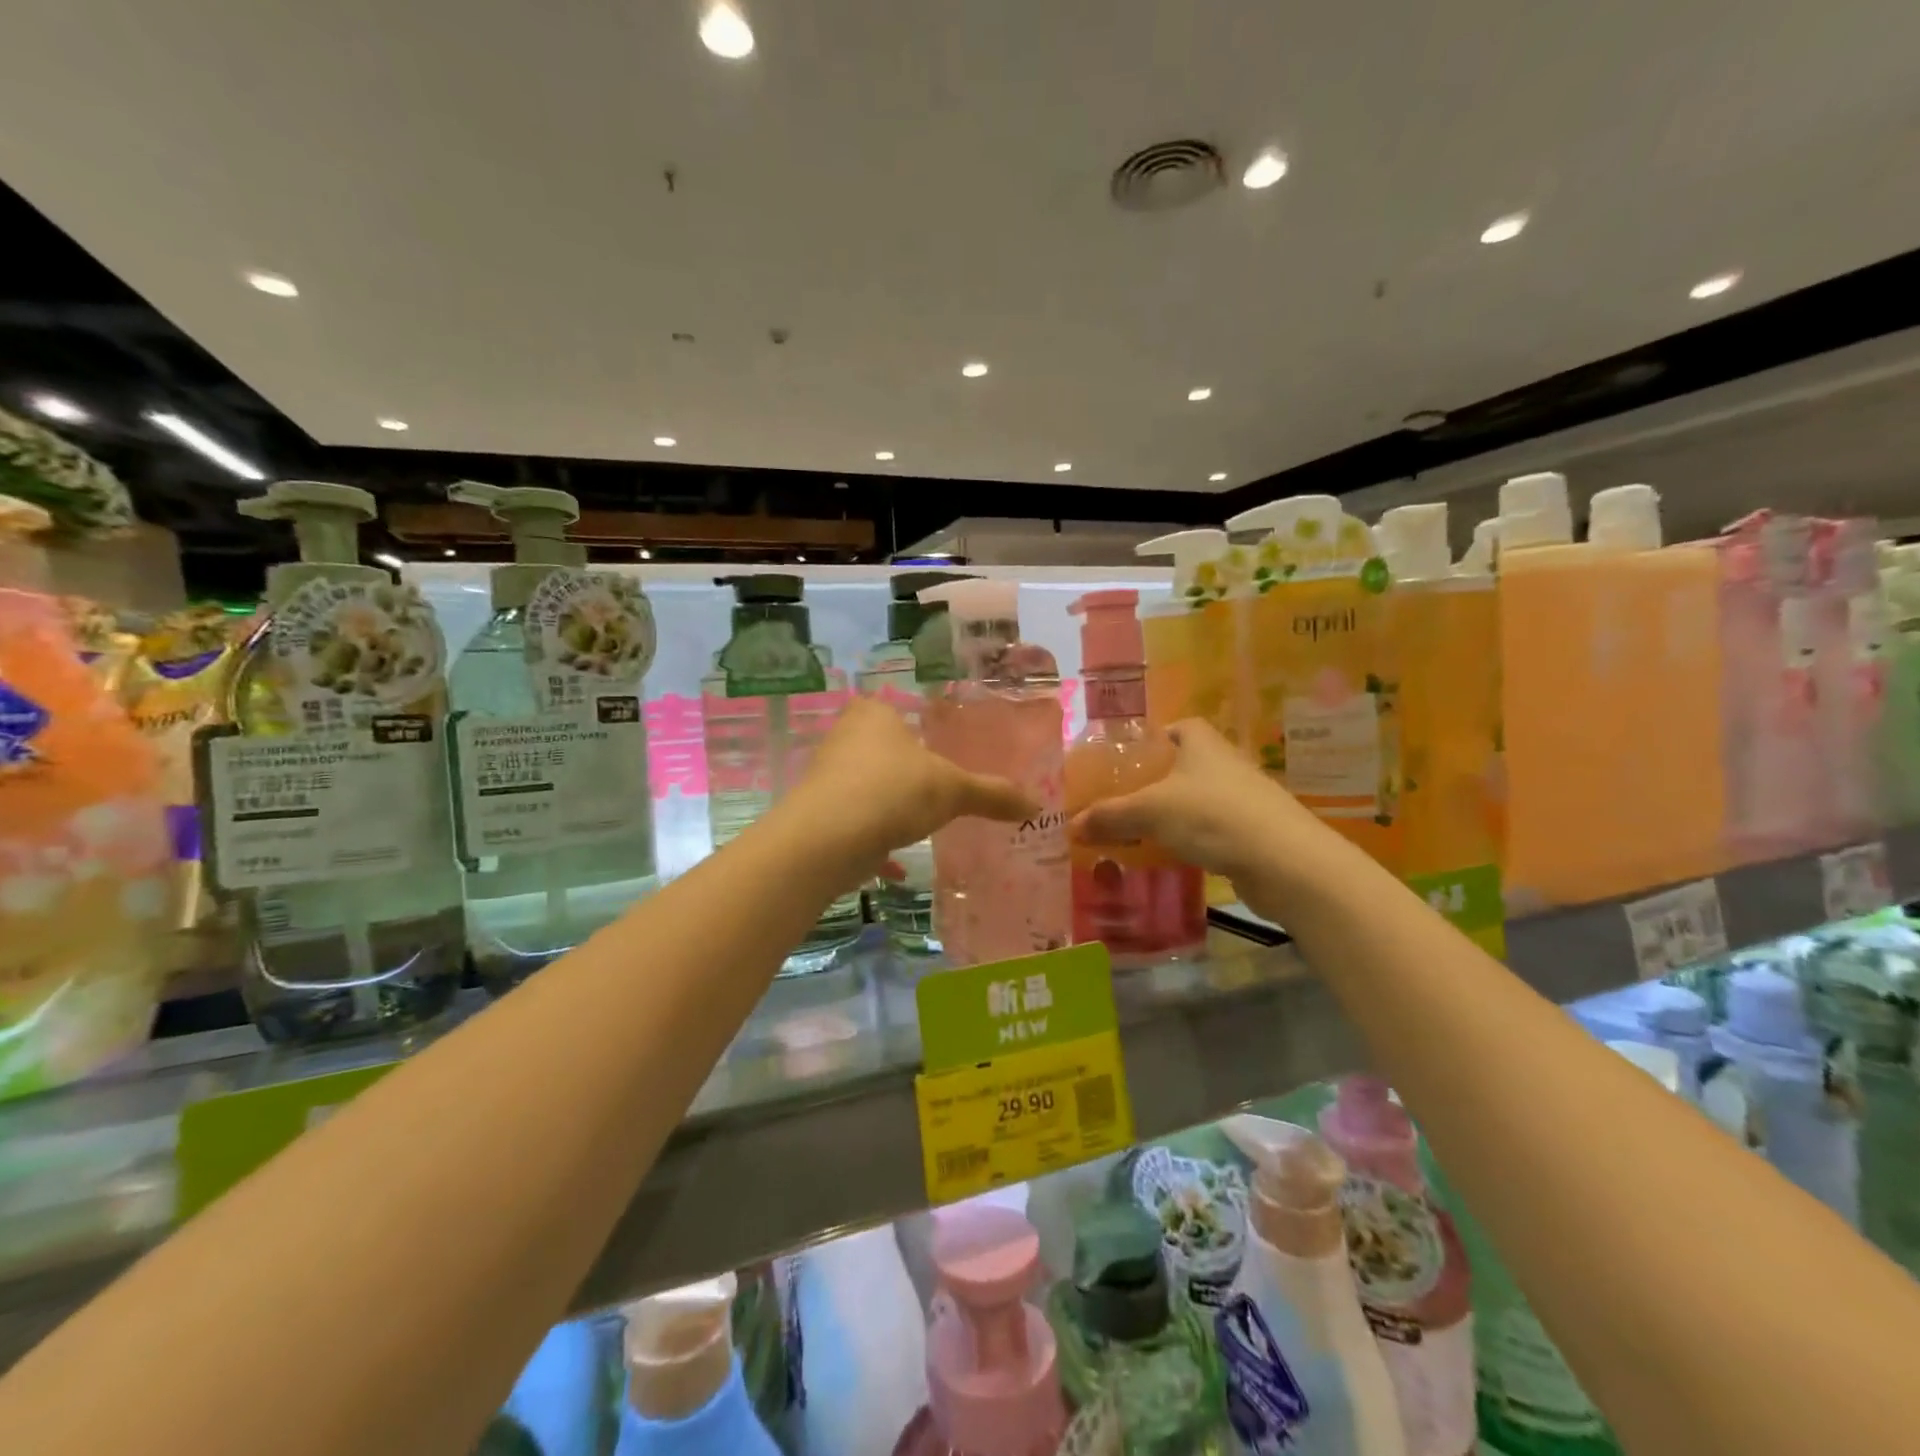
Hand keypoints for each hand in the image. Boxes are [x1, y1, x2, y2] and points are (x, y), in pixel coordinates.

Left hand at [790, 696, 1037, 872]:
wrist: (827, 840)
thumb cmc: (893, 791)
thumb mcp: (953, 790)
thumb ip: (993, 794)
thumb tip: (1038, 806)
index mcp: (875, 714)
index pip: (897, 707)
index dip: (918, 726)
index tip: (941, 749)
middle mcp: (845, 737)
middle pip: (881, 747)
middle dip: (905, 768)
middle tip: (938, 787)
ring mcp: (828, 776)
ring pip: (866, 785)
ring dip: (888, 802)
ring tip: (919, 820)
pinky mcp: (819, 813)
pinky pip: (854, 821)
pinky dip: (874, 840)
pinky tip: (895, 864)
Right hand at [1070, 719, 1337, 903]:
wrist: (1286, 862)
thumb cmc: (1214, 816)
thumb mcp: (1151, 812)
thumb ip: (1110, 816)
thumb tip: (1072, 825)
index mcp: (1202, 743)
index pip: (1178, 727)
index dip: (1153, 738)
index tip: (1127, 760)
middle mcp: (1225, 764)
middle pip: (1185, 766)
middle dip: (1156, 782)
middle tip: (1121, 801)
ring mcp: (1244, 799)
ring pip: (1198, 801)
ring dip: (1173, 814)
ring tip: (1137, 833)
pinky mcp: (1254, 833)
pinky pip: (1212, 831)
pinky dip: (1191, 841)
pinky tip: (1170, 858)